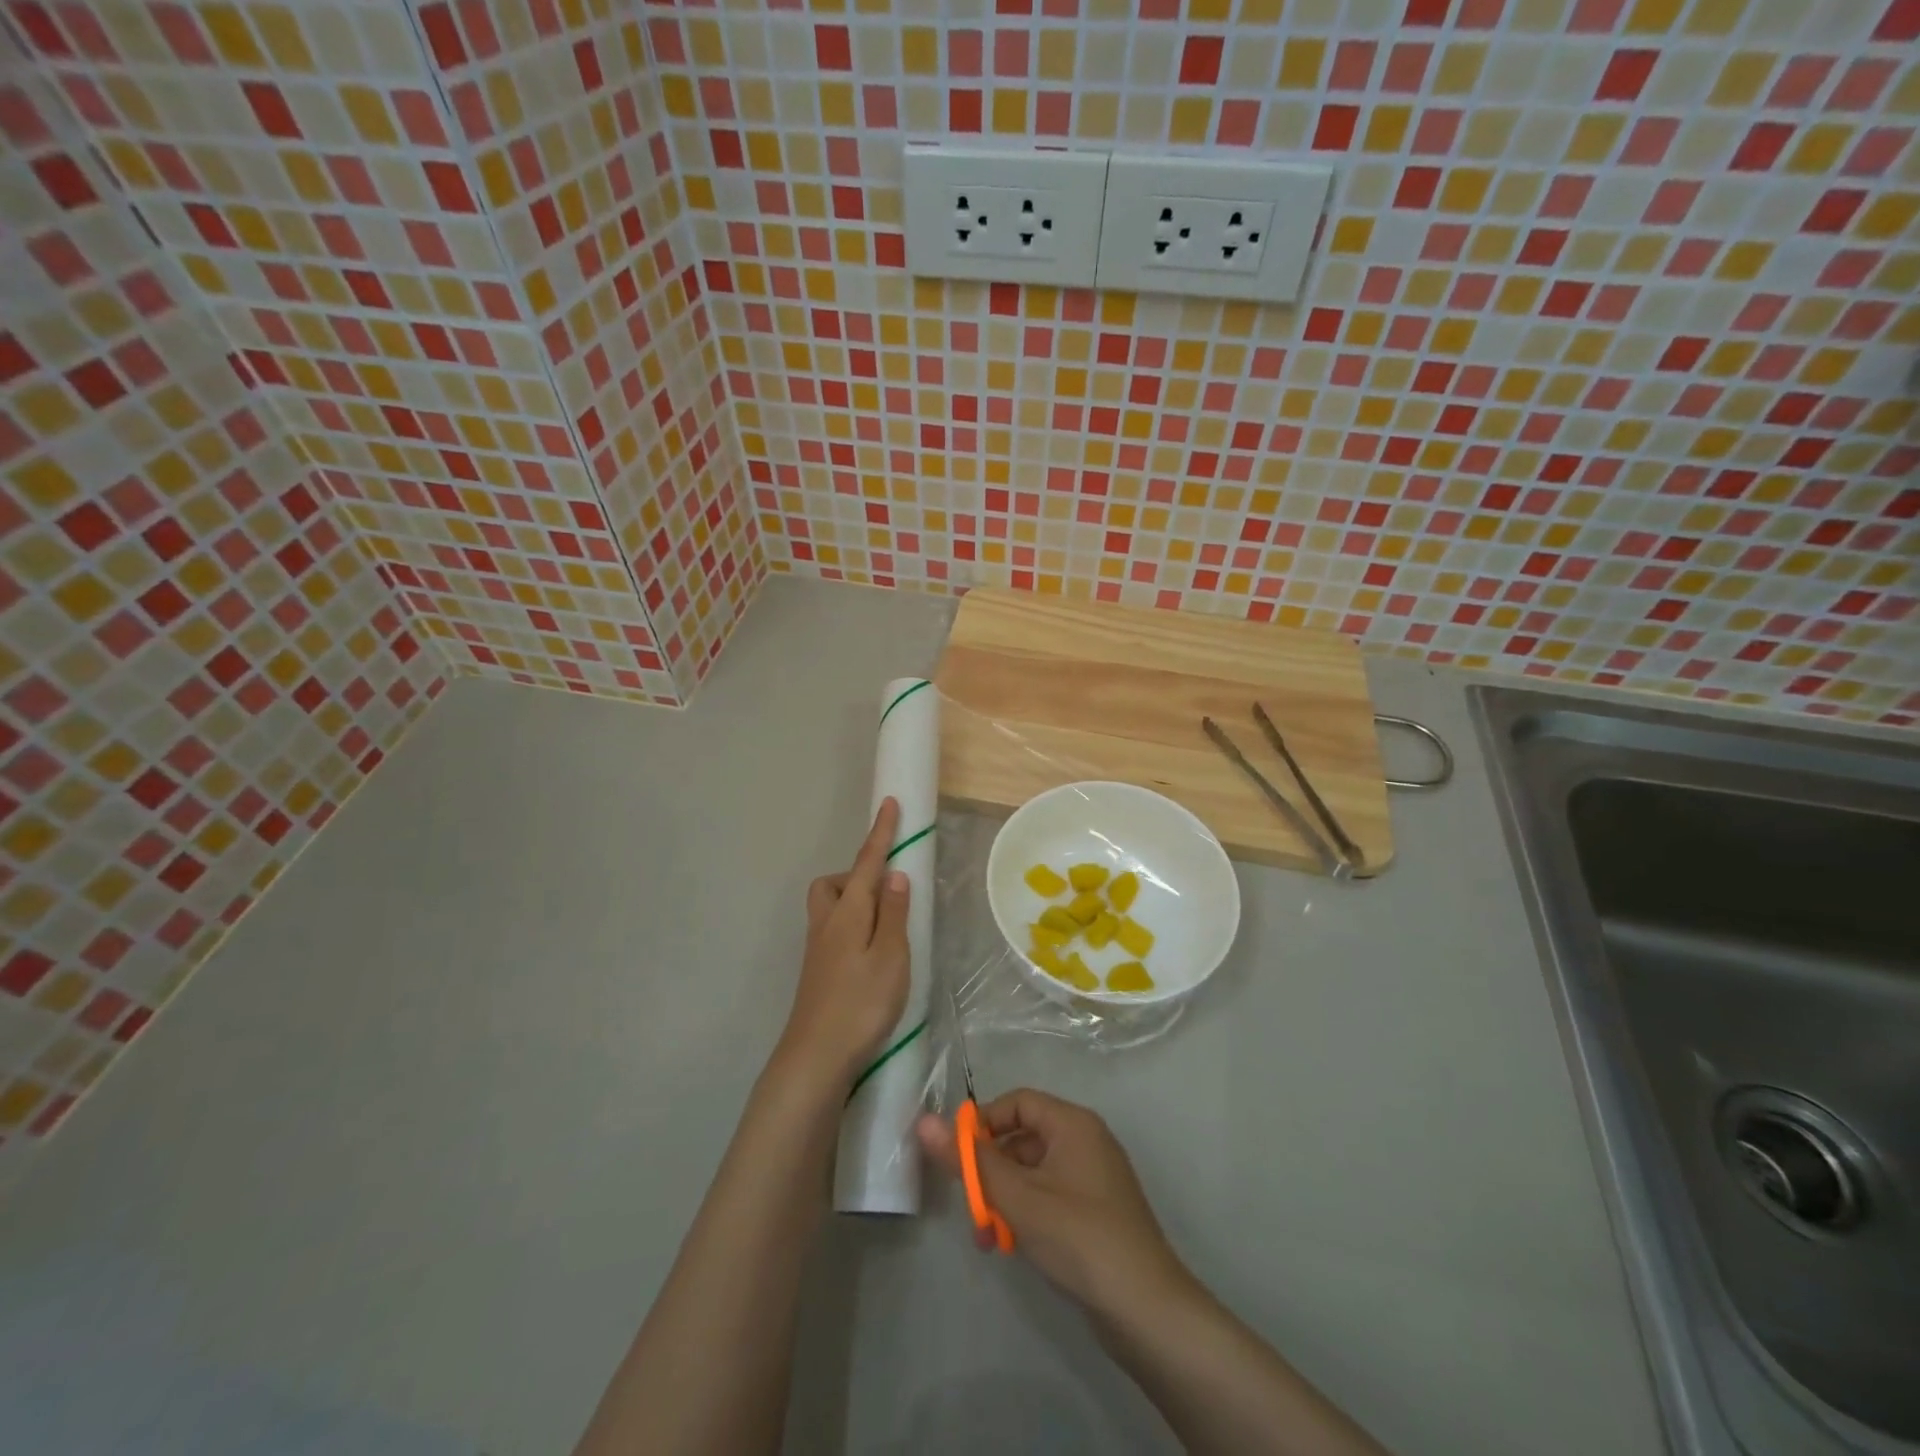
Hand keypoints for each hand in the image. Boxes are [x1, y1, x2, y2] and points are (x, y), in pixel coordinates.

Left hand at [775, 797, 911, 1094]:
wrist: (816, 1057)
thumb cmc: (861, 1004)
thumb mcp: (890, 957)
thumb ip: (893, 913)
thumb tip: (894, 874)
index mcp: (848, 913)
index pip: (867, 863)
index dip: (881, 833)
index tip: (889, 804)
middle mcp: (827, 923)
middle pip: (836, 883)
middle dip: (859, 875)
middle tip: (888, 894)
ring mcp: (818, 948)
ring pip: (831, 907)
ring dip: (855, 902)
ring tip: (884, 927)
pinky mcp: (818, 970)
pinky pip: (834, 929)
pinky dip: (852, 927)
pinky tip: (870, 955)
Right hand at [916, 1089, 1191, 1318]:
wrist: (1147, 1311)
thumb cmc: (1079, 1238)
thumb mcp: (1018, 1198)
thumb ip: (971, 1162)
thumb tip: (924, 1121)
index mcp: (1073, 1123)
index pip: (1017, 1102)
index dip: (983, 1123)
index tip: (957, 1158)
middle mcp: (1085, 1140)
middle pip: (1023, 1137)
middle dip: (991, 1170)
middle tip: (970, 1207)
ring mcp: (1093, 1177)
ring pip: (1033, 1171)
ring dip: (1005, 1197)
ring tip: (987, 1236)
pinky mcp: (1096, 1211)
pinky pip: (1050, 1195)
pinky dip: (1026, 1212)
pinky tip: (1011, 1245)